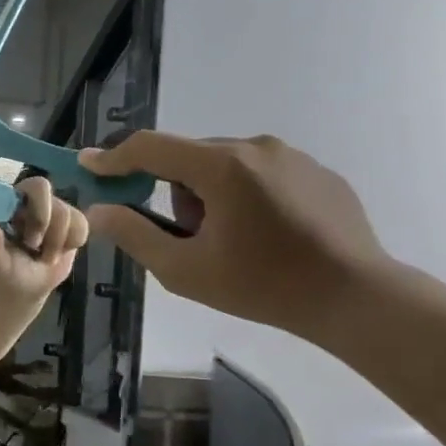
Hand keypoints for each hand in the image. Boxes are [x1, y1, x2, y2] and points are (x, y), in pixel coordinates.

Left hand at [0, 175, 88, 300]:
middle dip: (43, 223)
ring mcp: (53, 208)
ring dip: (56, 242)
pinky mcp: (72, 221)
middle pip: (47, 191)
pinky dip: (71, 243)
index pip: (28, 185)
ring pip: (67, 213)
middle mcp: (30, 199)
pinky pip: (81, 225)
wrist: (26, 288)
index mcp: (8, 202)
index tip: (25, 237)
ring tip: (44, 256)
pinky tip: (58, 252)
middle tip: (33, 246)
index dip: (34, 209)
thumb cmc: (5, 271)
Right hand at [81, 132, 391, 339]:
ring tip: (229, 239)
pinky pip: (258, 172)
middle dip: (171, 190)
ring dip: (208, 193)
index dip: (113, 157)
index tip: (87, 165)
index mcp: (222, 166)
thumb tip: (99, 209)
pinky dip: (244, 194)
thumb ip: (133, 234)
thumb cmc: (262, 285)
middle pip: (186, 157)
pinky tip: (263, 234)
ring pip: (222, 164)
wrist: (358, 298)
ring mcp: (291, 156)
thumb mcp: (183, 269)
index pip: (150, 147)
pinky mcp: (316, 171)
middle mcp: (255, 147)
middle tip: (183, 236)